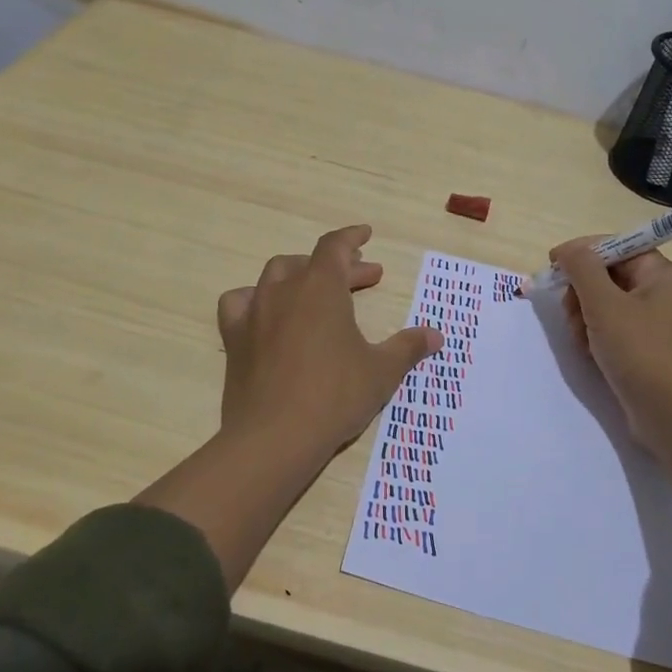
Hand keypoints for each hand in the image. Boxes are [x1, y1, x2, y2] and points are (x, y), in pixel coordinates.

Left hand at [216, 224, 442, 461]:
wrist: (275, 437)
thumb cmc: (335, 396)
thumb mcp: (382, 371)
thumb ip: (408, 347)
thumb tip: (436, 335)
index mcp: (321, 288)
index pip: (335, 246)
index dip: (352, 237)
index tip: (366, 235)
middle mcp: (284, 291)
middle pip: (311, 263)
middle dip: (340, 266)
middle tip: (367, 278)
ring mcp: (255, 313)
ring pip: (275, 276)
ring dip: (299, 275)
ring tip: (316, 291)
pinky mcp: (235, 339)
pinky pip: (240, 303)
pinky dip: (255, 299)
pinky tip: (266, 314)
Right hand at [552, 237, 671, 460]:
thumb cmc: (641, 352)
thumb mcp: (604, 304)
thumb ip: (582, 269)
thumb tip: (568, 250)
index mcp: (666, 275)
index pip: (619, 248)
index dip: (583, 253)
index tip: (553, 266)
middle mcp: (670, 295)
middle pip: (613, 277)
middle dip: (583, 291)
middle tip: (568, 311)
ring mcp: (665, 326)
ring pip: (613, 306)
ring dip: (587, 316)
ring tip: (580, 339)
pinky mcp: (657, 353)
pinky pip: (622, 331)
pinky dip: (601, 336)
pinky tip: (590, 353)